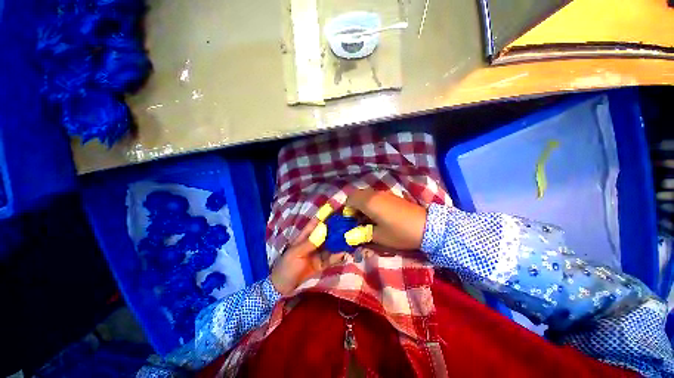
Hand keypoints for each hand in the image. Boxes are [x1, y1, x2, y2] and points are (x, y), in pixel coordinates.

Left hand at [270, 218, 345, 295]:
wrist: (283, 287)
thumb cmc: (286, 266)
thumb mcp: (295, 253)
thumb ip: (310, 243)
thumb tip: (324, 230)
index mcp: (306, 236)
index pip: (317, 221)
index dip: (325, 213)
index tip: (337, 206)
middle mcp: (315, 241)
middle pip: (327, 232)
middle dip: (337, 227)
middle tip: (349, 222)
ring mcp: (319, 252)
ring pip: (332, 244)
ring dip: (340, 241)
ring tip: (351, 236)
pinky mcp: (322, 263)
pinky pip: (332, 257)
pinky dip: (338, 255)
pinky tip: (346, 252)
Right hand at [346, 189, 427, 250]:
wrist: (426, 226)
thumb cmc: (399, 232)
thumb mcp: (379, 236)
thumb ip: (362, 233)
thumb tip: (352, 233)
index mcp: (368, 202)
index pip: (350, 199)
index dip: (347, 209)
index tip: (350, 221)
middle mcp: (374, 194)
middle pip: (357, 195)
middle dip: (353, 206)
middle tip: (357, 220)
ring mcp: (384, 194)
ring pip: (366, 195)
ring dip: (362, 204)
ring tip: (367, 219)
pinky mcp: (391, 196)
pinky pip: (375, 196)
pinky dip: (371, 203)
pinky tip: (378, 215)